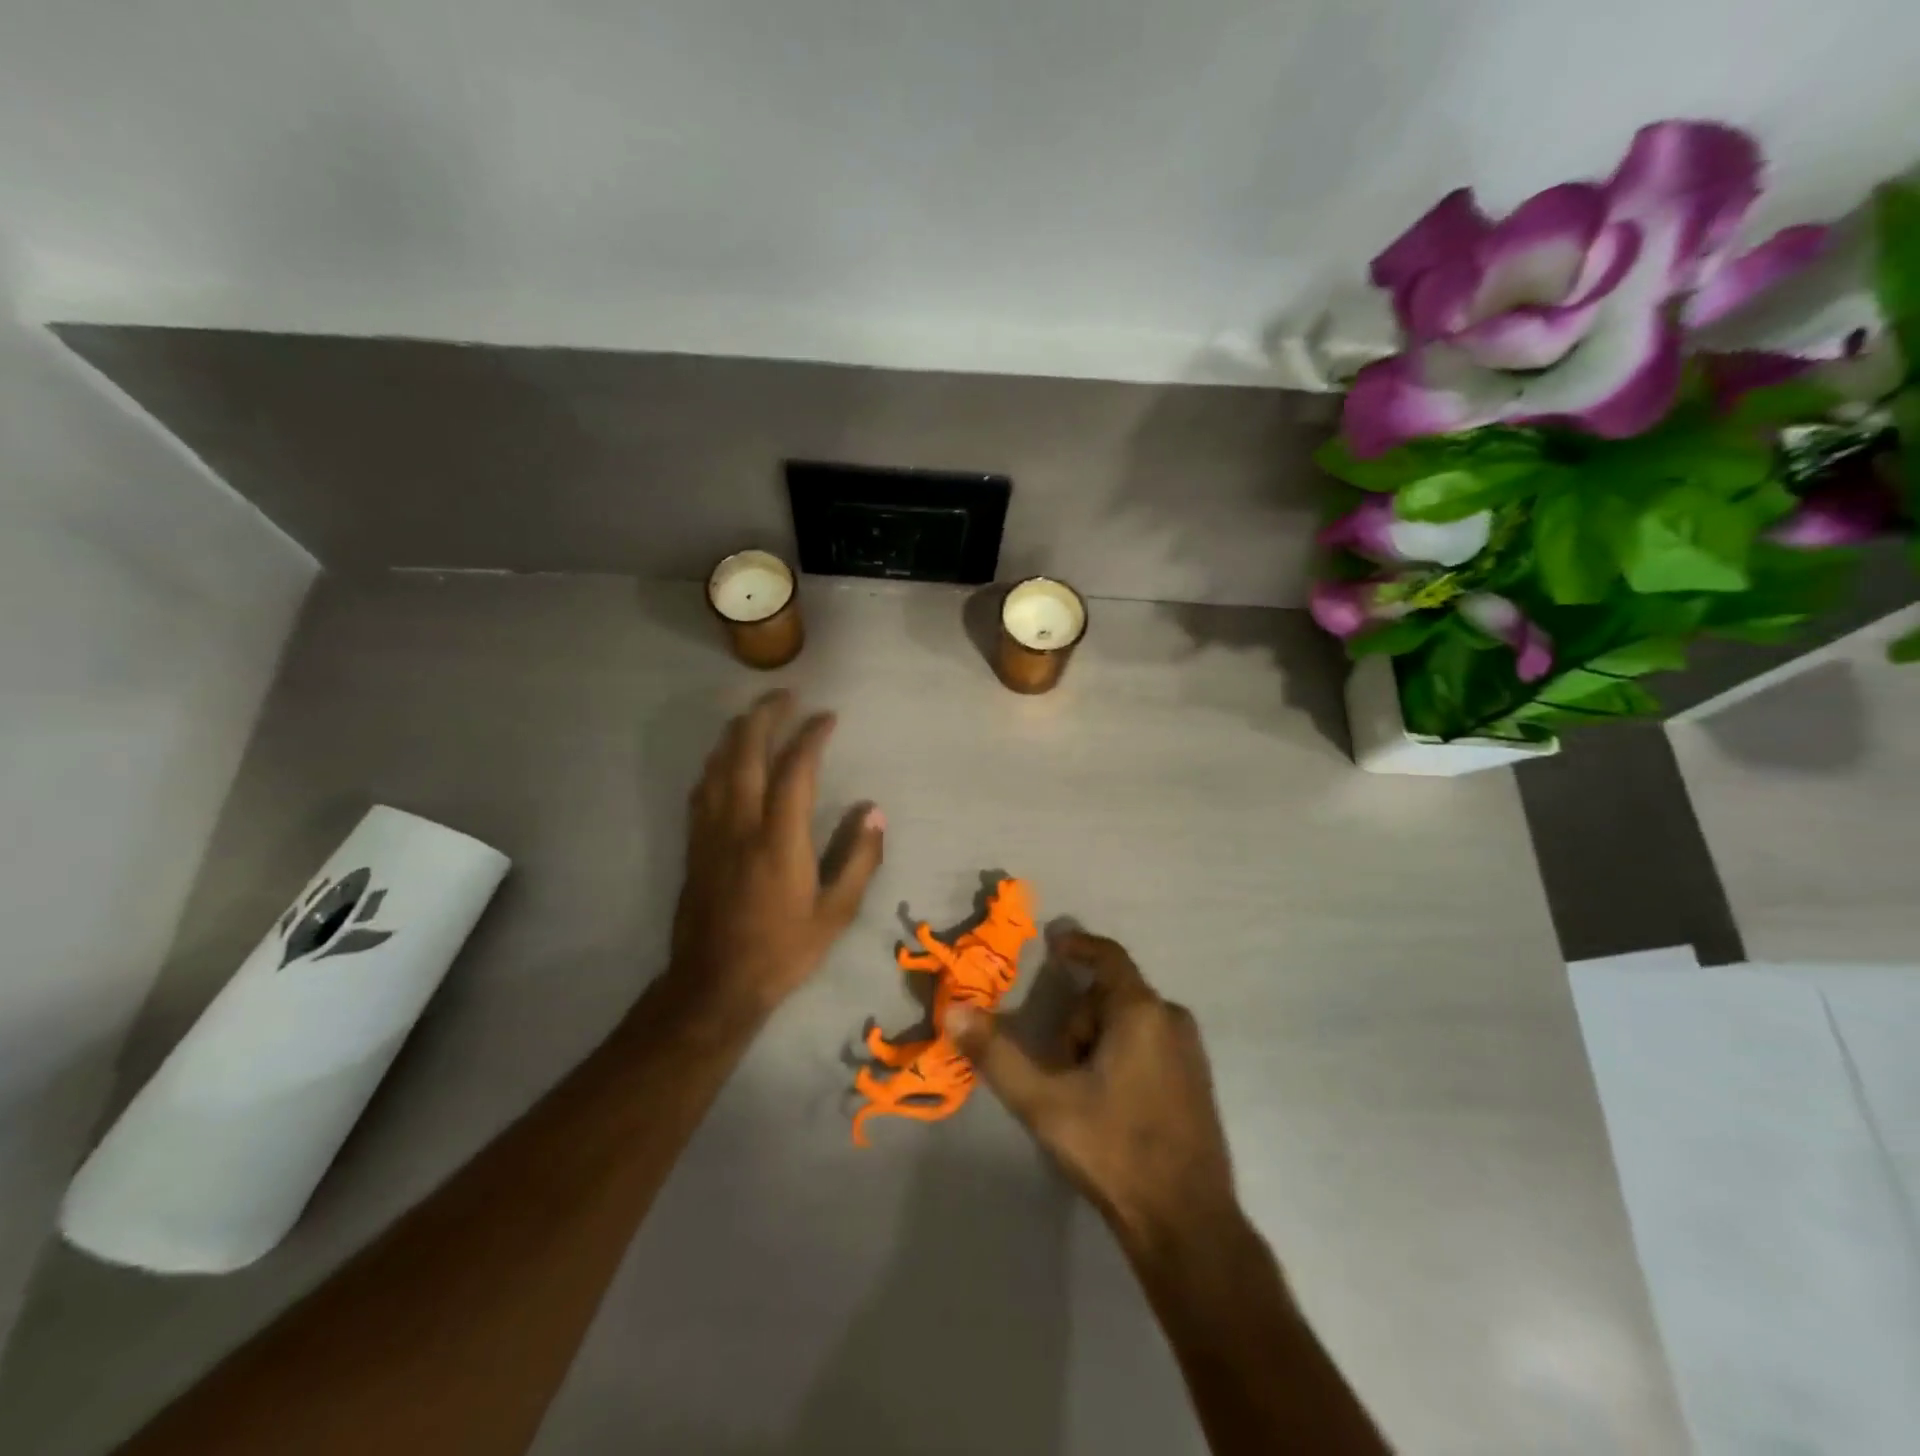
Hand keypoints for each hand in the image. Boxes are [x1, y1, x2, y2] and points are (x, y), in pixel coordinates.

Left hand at [667, 691, 884, 1020]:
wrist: (714, 985)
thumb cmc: (782, 950)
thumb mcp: (835, 913)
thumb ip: (858, 859)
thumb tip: (874, 811)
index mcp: (779, 839)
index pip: (794, 770)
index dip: (811, 736)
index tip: (827, 717)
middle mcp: (740, 824)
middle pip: (746, 753)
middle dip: (765, 716)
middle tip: (785, 694)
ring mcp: (711, 832)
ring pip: (718, 765)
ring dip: (736, 732)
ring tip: (755, 713)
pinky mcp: (694, 844)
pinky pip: (702, 788)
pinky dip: (716, 761)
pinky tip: (723, 758)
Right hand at [949, 930, 1236, 1252]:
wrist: (1187, 1225)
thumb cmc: (1115, 1150)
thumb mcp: (1044, 1102)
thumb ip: (997, 1054)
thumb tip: (954, 1012)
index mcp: (1141, 1012)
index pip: (1107, 956)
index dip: (1077, 945)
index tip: (1052, 945)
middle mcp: (1172, 1019)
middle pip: (1111, 996)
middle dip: (1078, 1021)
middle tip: (1058, 1067)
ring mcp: (1190, 1051)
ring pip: (1129, 1023)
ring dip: (1098, 1042)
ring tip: (1083, 1093)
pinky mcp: (1197, 1081)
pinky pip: (1150, 1044)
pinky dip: (1122, 1056)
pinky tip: (1111, 1104)